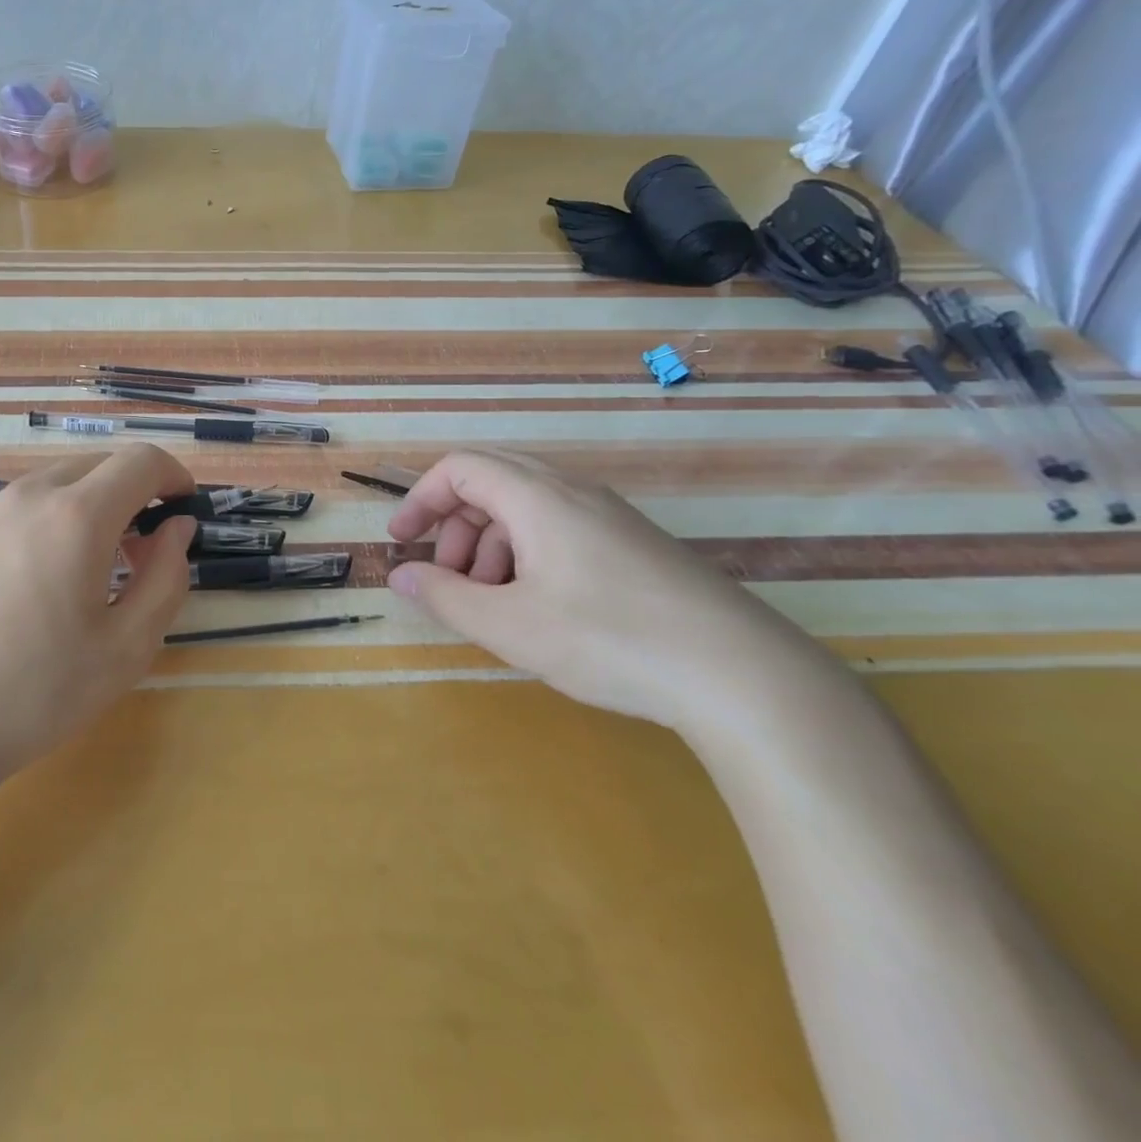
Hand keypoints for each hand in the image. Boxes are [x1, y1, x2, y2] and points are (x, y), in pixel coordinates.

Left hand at [0, 445, 196, 796]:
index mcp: (77, 516)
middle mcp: (28, 496)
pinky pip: (14, 508)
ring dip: (86, 504)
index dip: (172, 474)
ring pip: (53, 483)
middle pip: (96, 464)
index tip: (183, 506)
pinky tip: (31, 582)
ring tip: (86, 566)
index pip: (140, 461)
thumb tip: (177, 528)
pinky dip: (44, 521)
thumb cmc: (36, 693)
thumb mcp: (127, 647)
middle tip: (140, 546)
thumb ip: (166, 577)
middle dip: (131, 490)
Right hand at [386, 450, 838, 735]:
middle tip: (447, 578)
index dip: (421, 499)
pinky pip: (560, 530)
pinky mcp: (635, 546)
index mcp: (539, 497)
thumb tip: (400, 577)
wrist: (745, 677)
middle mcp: (574, 493)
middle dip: (455, 526)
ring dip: (490, 546)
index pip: (460, 468)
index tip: (403, 543)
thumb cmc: (611, 641)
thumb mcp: (510, 626)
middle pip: (491, 482)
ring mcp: (610, 518)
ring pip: (526, 510)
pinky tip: (538, 608)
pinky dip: (527, 556)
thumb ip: (445, 597)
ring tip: (492, 603)